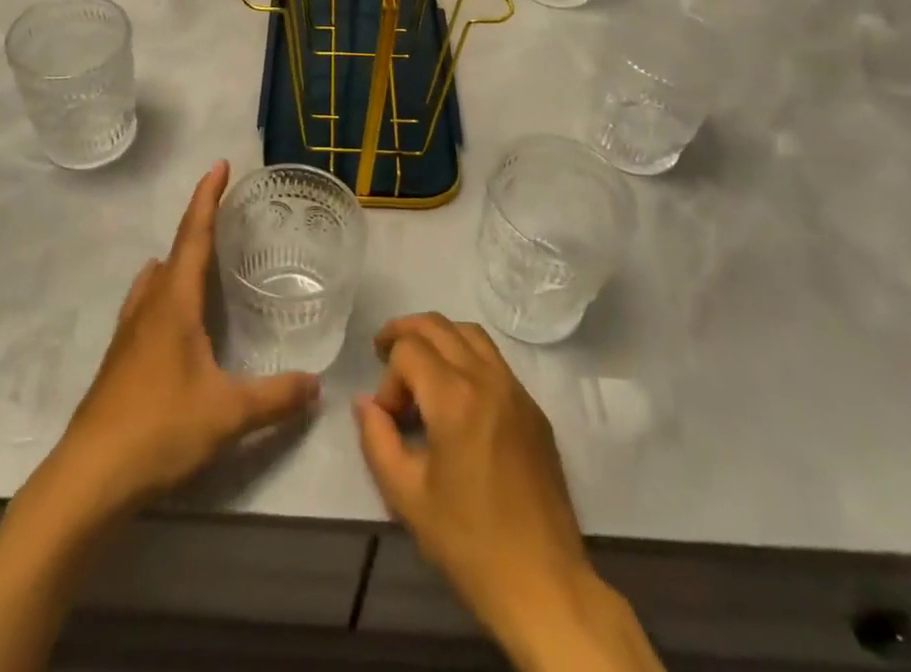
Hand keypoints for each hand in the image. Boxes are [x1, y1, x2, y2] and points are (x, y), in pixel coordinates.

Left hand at [45, 161, 319, 523]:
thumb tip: (317, 385)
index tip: (219, 165)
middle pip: (173, 253)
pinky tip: (178, 323)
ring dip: (176, 263)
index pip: (194, 235)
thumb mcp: (227, 414)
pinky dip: (165, 295)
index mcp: (173, 302)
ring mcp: (128, 333)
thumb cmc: (159, 429)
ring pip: (154, 281)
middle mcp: (148, 306)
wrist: (88, 478)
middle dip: (198, 228)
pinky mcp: (118, 361)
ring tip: (202, 266)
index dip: (207, 198)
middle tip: (225, 220)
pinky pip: (146, 307)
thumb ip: (276, 397)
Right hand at [354, 315, 657, 671]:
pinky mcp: (534, 409)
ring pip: (470, 333)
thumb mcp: (406, 497)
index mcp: (454, 398)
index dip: (388, 377)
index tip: (388, 418)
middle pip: (438, 325)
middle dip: (405, 333)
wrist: (544, 585)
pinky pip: (495, 360)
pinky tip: (456, 391)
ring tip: (418, 362)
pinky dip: (467, 356)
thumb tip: (365, 403)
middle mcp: (487, 379)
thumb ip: (377, 440)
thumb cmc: (469, 543)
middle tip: (383, 352)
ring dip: (438, 336)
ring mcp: (516, 391)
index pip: (408, 350)